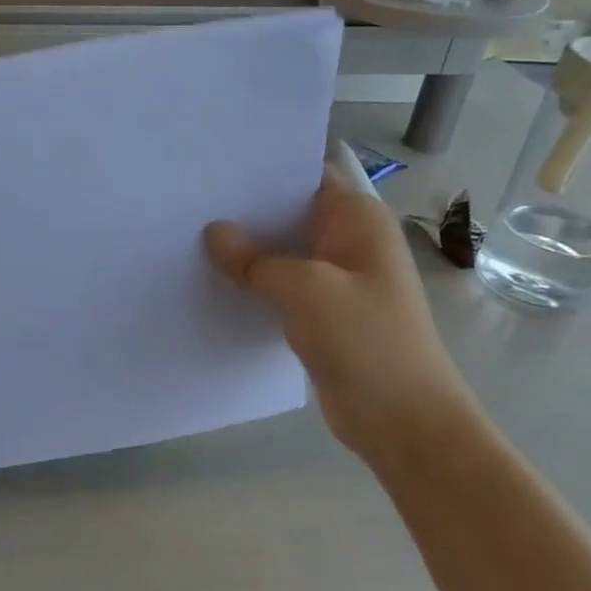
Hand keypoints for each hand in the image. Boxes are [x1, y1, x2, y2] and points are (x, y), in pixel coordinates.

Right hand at [204, 164, 483, 464]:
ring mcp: (334, 277)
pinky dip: (251, 280)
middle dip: (242, 210)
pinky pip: (279, 283)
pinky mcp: (320, 310)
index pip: (304, 175)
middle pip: (287, 211)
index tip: (210, 169)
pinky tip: (212, 278)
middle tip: (186, 202)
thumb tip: (213, 232)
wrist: (404, 422)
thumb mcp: (306, 290)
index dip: (260, 169)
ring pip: (280, 249)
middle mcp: (347, 240)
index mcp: (357, 219)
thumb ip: (256, 259)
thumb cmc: (366, 341)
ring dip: (244, 248)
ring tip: (187, 235)